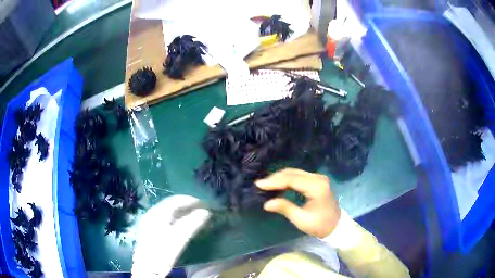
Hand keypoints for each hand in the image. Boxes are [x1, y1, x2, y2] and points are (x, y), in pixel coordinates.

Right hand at [256, 168, 340, 238]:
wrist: (336, 226)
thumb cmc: (320, 225)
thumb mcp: (301, 220)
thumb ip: (285, 208)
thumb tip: (267, 203)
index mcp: (316, 187)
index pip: (292, 179)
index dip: (274, 181)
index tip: (259, 184)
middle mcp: (318, 178)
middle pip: (293, 173)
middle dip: (276, 178)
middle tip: (261, 184)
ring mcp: (318, 178)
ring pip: (295, 173)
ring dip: (281, 177)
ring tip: (267, 184)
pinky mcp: (317, 181)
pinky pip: (299, 176)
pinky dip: (288, 179)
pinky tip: (279, 184)